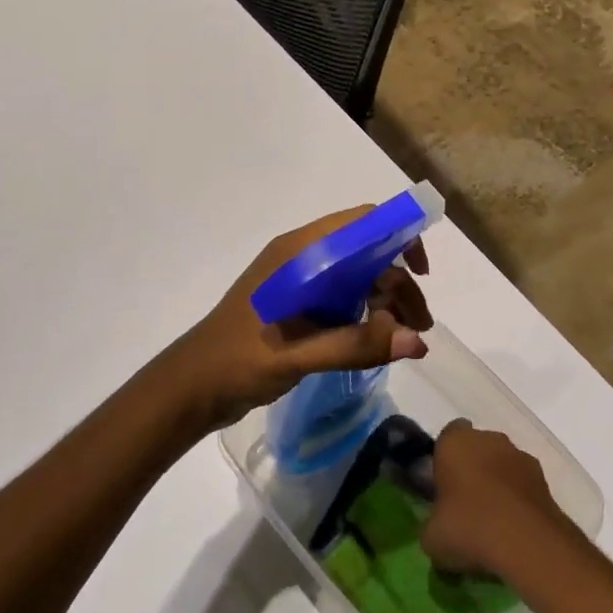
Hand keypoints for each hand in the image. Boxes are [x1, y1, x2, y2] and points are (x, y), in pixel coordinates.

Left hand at [161, 207, 433, 433]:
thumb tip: (417, 341)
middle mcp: (304, 258)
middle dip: (399, 284)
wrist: (190, 388)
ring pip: (359, 277)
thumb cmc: (237, 362)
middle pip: (367, 254)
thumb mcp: (297, 354)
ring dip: (387, 301)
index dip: (399, 236)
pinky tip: (380, 341)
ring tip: (410, 340)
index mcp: (301, 253)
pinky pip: (345, 297)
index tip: (421, 273)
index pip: (362, 223)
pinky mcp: (299, 305)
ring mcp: (301, 282)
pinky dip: (368, 314)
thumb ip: (356, 345)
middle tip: (421, 326)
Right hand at [421, 421, 575, 578]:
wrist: (528, 543)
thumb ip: (432, 523)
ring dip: (497, 483)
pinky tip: (512, 529)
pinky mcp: (544, 479)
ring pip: (502, 464)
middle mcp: (490, 439)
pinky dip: (518, 499)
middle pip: (477, 447)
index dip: (444, 458)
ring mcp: (521, 456)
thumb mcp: (431, 537)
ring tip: (491, 522)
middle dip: (472, 469)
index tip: (441, 485)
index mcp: (455, 442)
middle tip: (464, 505)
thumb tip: (438, 527)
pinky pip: (522, 484)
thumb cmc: (469, 528)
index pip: (447, 436)